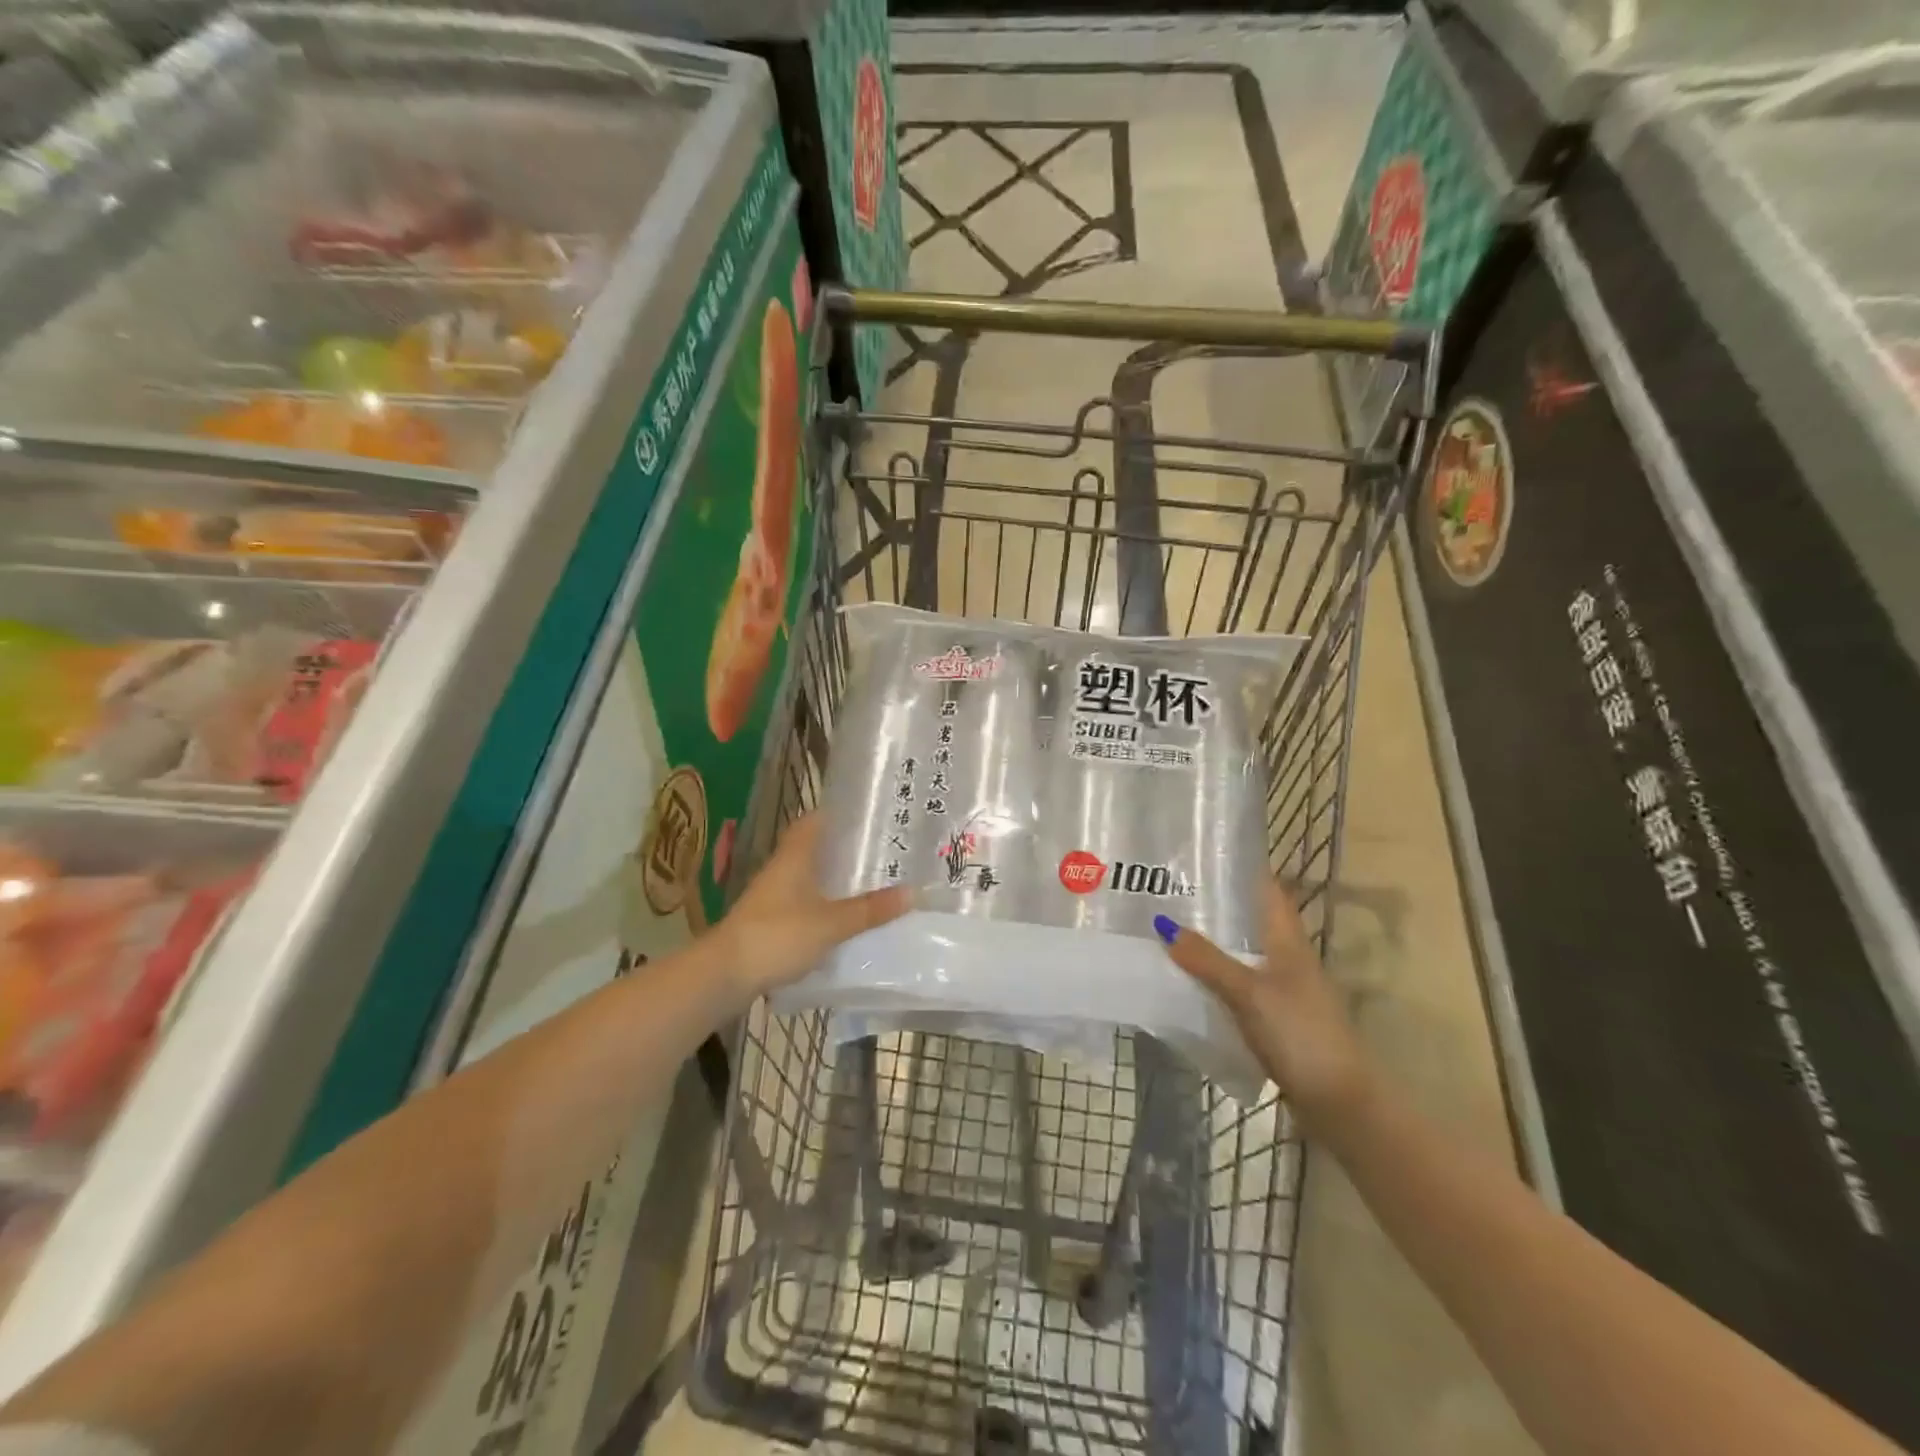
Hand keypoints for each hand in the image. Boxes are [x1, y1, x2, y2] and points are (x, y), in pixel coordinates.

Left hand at [714, 814, 909, 1002]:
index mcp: (795, 857)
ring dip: (833, 879)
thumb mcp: (832, 923)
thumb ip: (870, 909)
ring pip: (808, 877)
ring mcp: (772, 897)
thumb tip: (913, 892)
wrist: (724, 974)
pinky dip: (823, 905)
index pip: (814, 821)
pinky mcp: (769, 923)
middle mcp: (782, 870)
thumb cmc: (778, 935)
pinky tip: (843, 918)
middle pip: (814, 849)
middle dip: (843, 849)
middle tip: (880, 850)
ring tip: (870, 882)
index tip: (867, 814)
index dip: (837, 814)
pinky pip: (803, 904)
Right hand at [1157, 881, 1373, 1131]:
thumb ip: (1208, 960)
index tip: (1202, 852)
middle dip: (1215, 904)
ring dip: (1212, 941)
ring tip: (1168, 928)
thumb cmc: (1301, 1035)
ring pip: (1242, 952)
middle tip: (1169, 889)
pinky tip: (1188, 979)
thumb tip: (1164, 925)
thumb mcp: (1250, 994)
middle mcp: (1287, 958)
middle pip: (1250, 919)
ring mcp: (1282, 989)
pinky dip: (1215, 976)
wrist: (1340, 1102)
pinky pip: (1238, 984)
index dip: (1241, 868)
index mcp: (1288, 941)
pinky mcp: (1275, 1018)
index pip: (1267, 890)